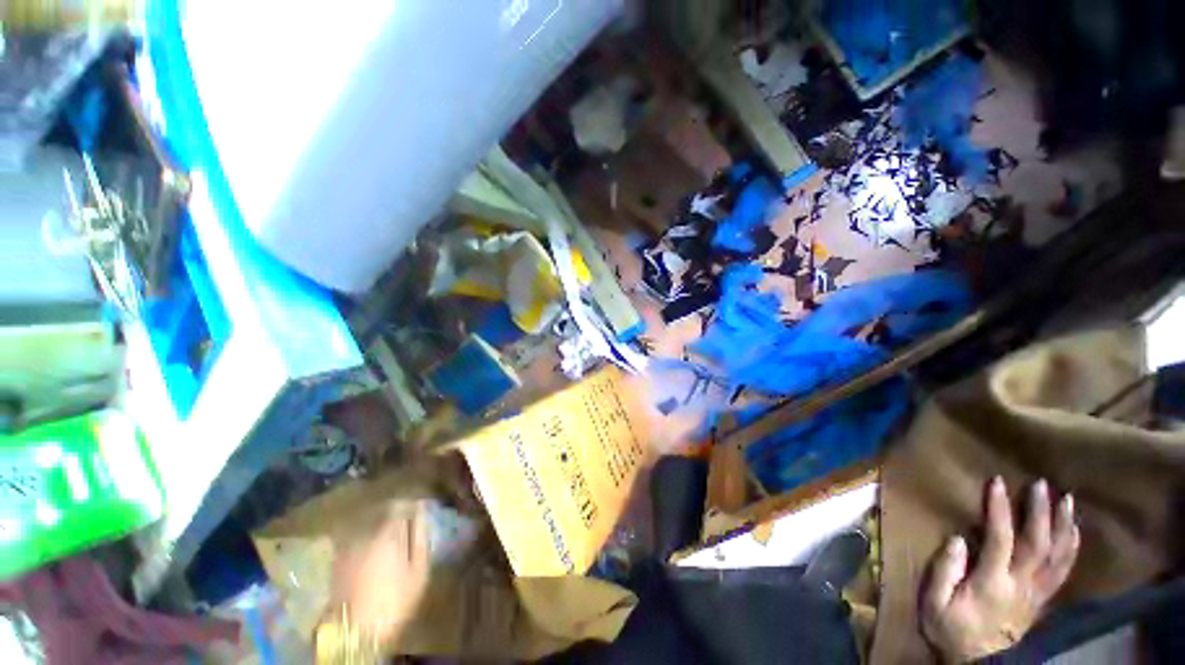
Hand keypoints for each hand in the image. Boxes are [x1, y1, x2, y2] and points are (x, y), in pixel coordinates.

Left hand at [331, 500, 430, 646]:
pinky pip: (354, 539)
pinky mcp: (337, 561)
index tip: (419, 508)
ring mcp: (348, 548)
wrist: (357, 632)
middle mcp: (365, 535)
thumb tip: (423, 514)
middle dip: (394, 514)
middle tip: (406, 522)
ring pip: (367, 525)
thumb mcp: (418, 570)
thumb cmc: (395, 600)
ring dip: (378, 525)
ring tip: (389, 535)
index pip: (400, 506)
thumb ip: (421, 537)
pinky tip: (371, 550)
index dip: (411, 505)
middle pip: (382, 513)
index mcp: (389, 535)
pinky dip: (364, 539)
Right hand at [922, 477, 1079, 662]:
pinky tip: (1073, 531)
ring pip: (1058, 555)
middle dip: (1041, 512)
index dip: (1001, 510)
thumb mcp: (936, 603)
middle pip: (1038, 544)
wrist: (979, 662)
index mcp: (993, 583)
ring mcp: (1036, 592)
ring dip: (1063, 526)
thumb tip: (957, 538)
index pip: (1001, 540)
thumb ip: (945, 571)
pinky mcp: (1042, 598)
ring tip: (1066, 500)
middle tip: (1041, 484)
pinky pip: (1063, 571)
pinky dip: (1071, 548)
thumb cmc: (951, 629)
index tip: (997, 482)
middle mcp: (1022, 584)